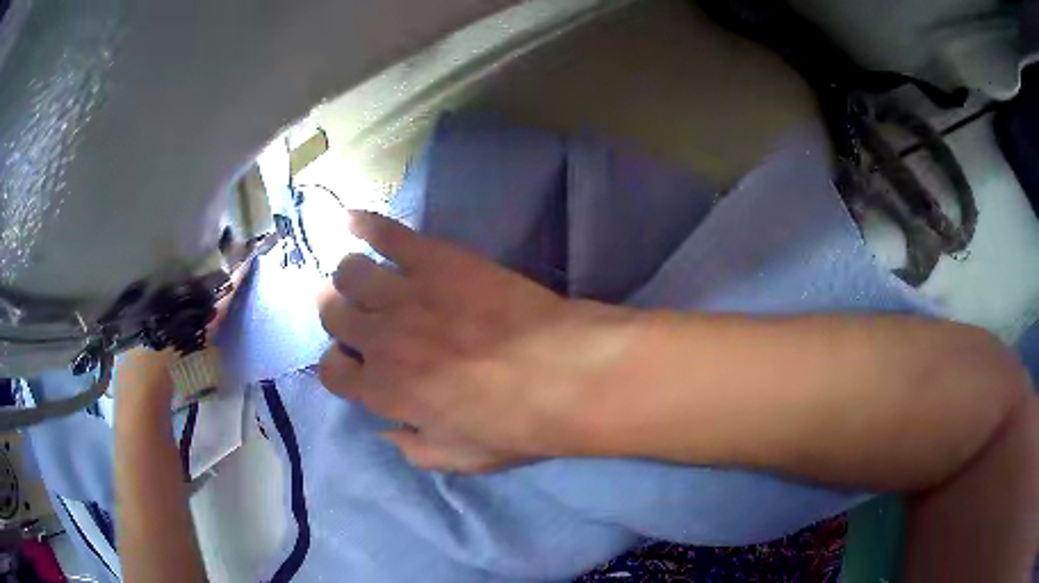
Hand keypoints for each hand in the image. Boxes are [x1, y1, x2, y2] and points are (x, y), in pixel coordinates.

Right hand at [317, 212, 636, 471]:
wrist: (559, 372)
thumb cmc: (513, 424)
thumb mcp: (460, 458)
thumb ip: (415, 449)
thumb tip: (388, 431)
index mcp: (382, 390)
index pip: (332, 372)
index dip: (337, 365)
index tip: (353, 361)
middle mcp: (379, 339)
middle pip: (333, 314)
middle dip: (337, 314)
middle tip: (355, 312)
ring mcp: (405, 294)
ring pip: (351, 273)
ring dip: (350, 276)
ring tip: (364, 276)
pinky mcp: (435, 259)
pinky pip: (387, 234)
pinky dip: (364, 224)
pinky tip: (352, 218)